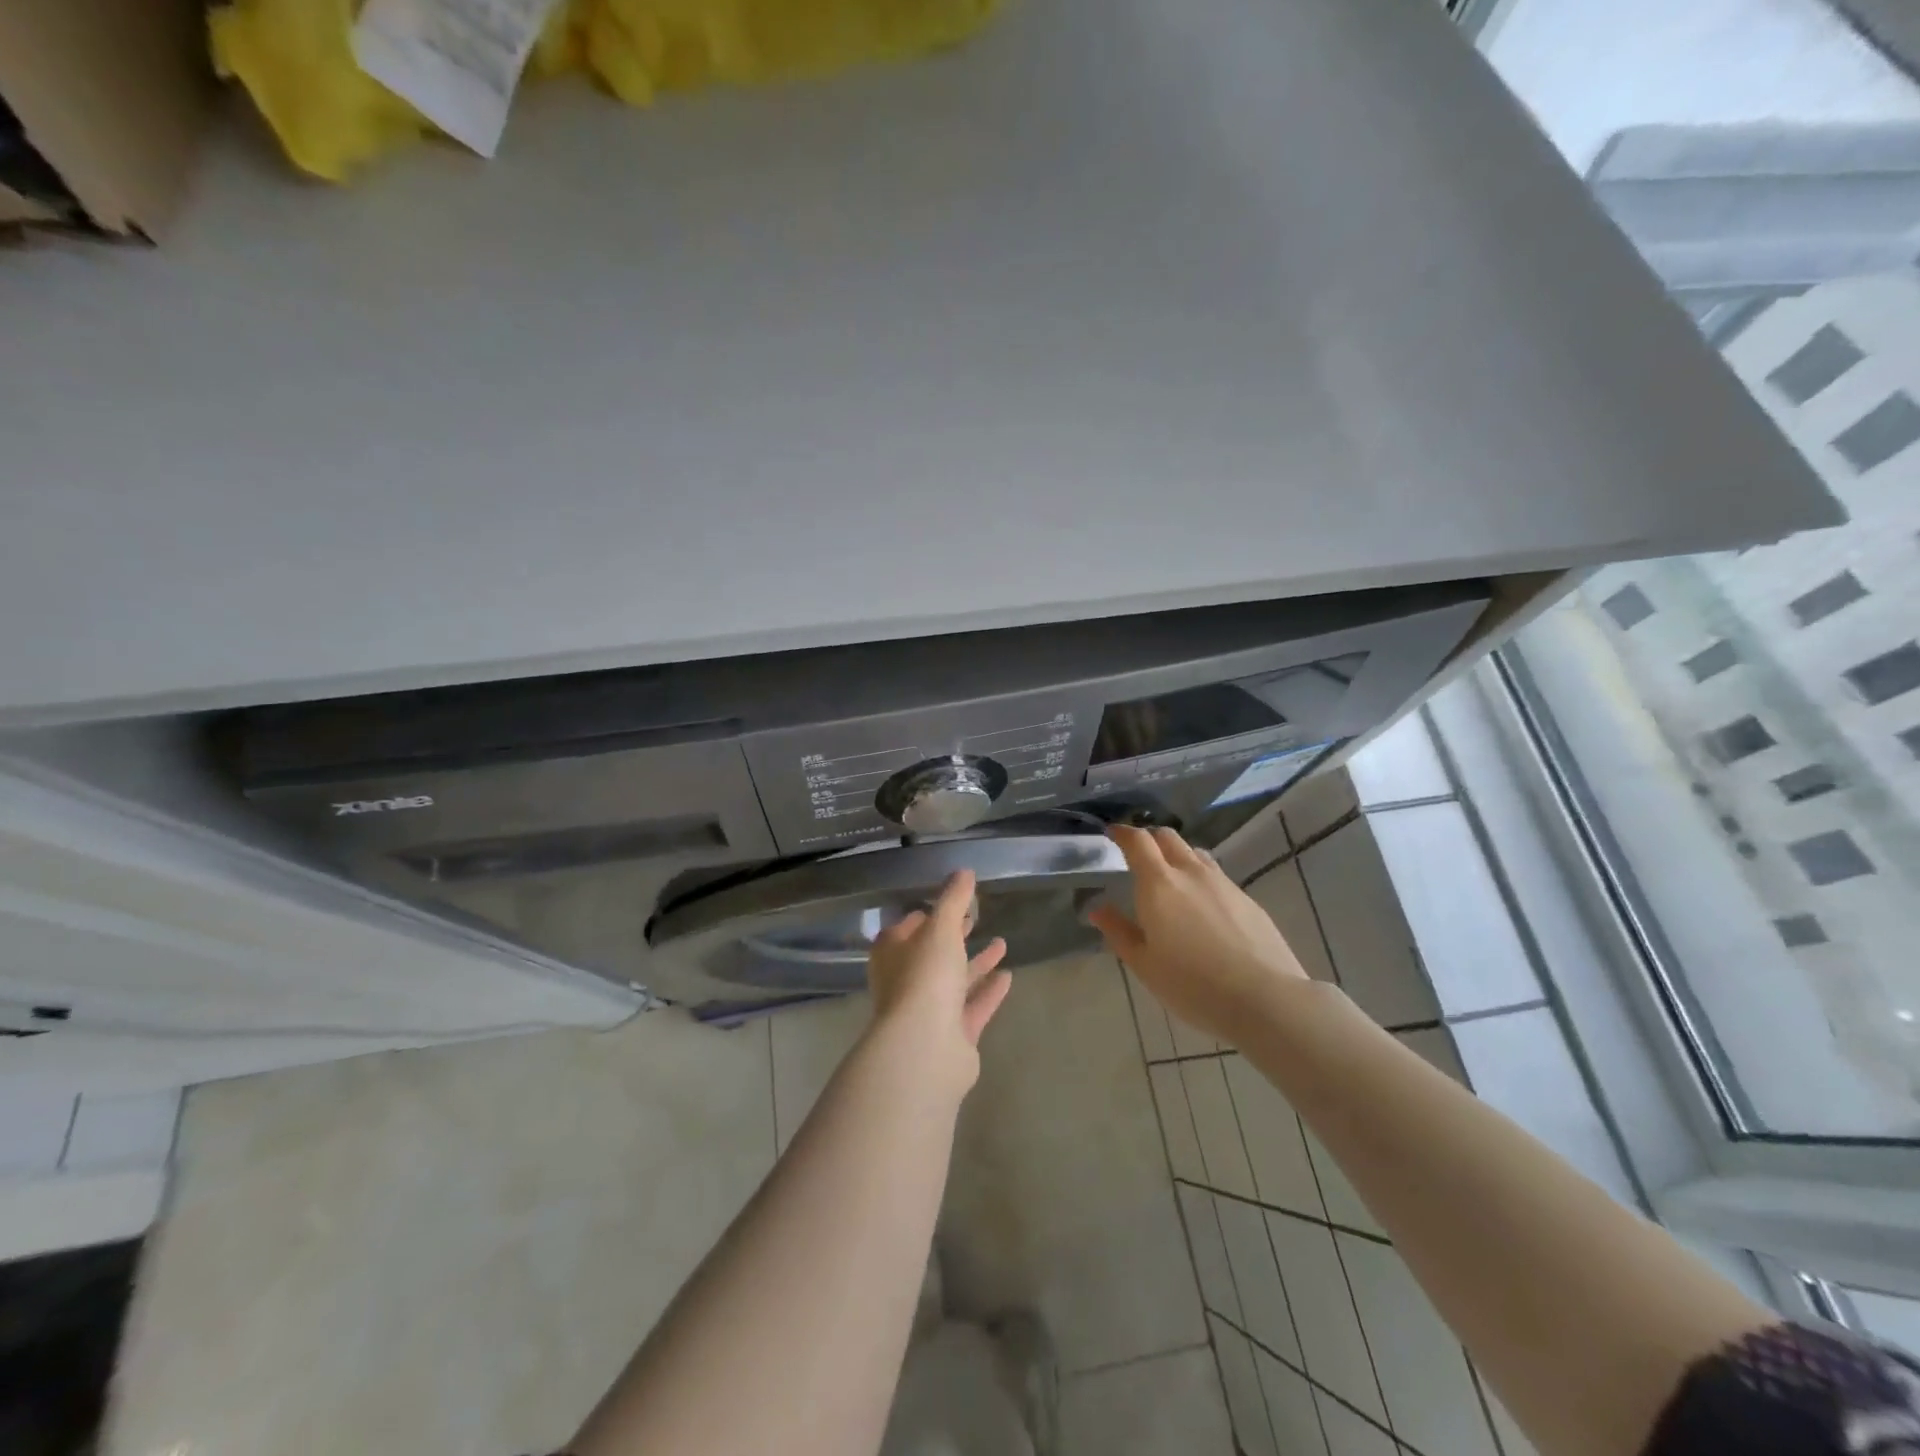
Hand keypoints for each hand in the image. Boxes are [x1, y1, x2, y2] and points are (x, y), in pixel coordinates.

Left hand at [865, 871, 1011, 1095]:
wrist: (925, 1048)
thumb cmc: (925, 977)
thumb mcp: (941, 928)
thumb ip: (954, 899)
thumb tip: (964, 871)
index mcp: (892, 954)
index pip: (905, 928)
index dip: (925, 914)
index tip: (949, 903)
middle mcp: (905, 982)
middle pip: (931, 954)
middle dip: (953, 937)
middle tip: (974, 918)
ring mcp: (927, 1012)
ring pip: (954, 981)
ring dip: (975, 963)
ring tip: (1002, 943)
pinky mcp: (951, 1036)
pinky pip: (972, 1007)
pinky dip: (987, 992)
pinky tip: (1008, 976)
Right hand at [1089, 826, 1308, 1045]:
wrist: (1265, 999)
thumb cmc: (1192, 984)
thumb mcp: (1144, 965)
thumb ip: (1119, 932)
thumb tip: (1098, 909)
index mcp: (1159, 884)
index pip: (1138, 842)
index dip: (1123, 833)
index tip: (1112, 833)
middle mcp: (1191, 873)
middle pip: (1168, 837)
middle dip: (1150, 838)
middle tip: (1138, 854)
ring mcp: (1223, 884)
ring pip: (1195, 853)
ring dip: (1177, 855)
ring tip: (1171, 878)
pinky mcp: (1247, 900)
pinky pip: (1216, 875)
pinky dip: (1200, 877)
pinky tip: (1202, 906)